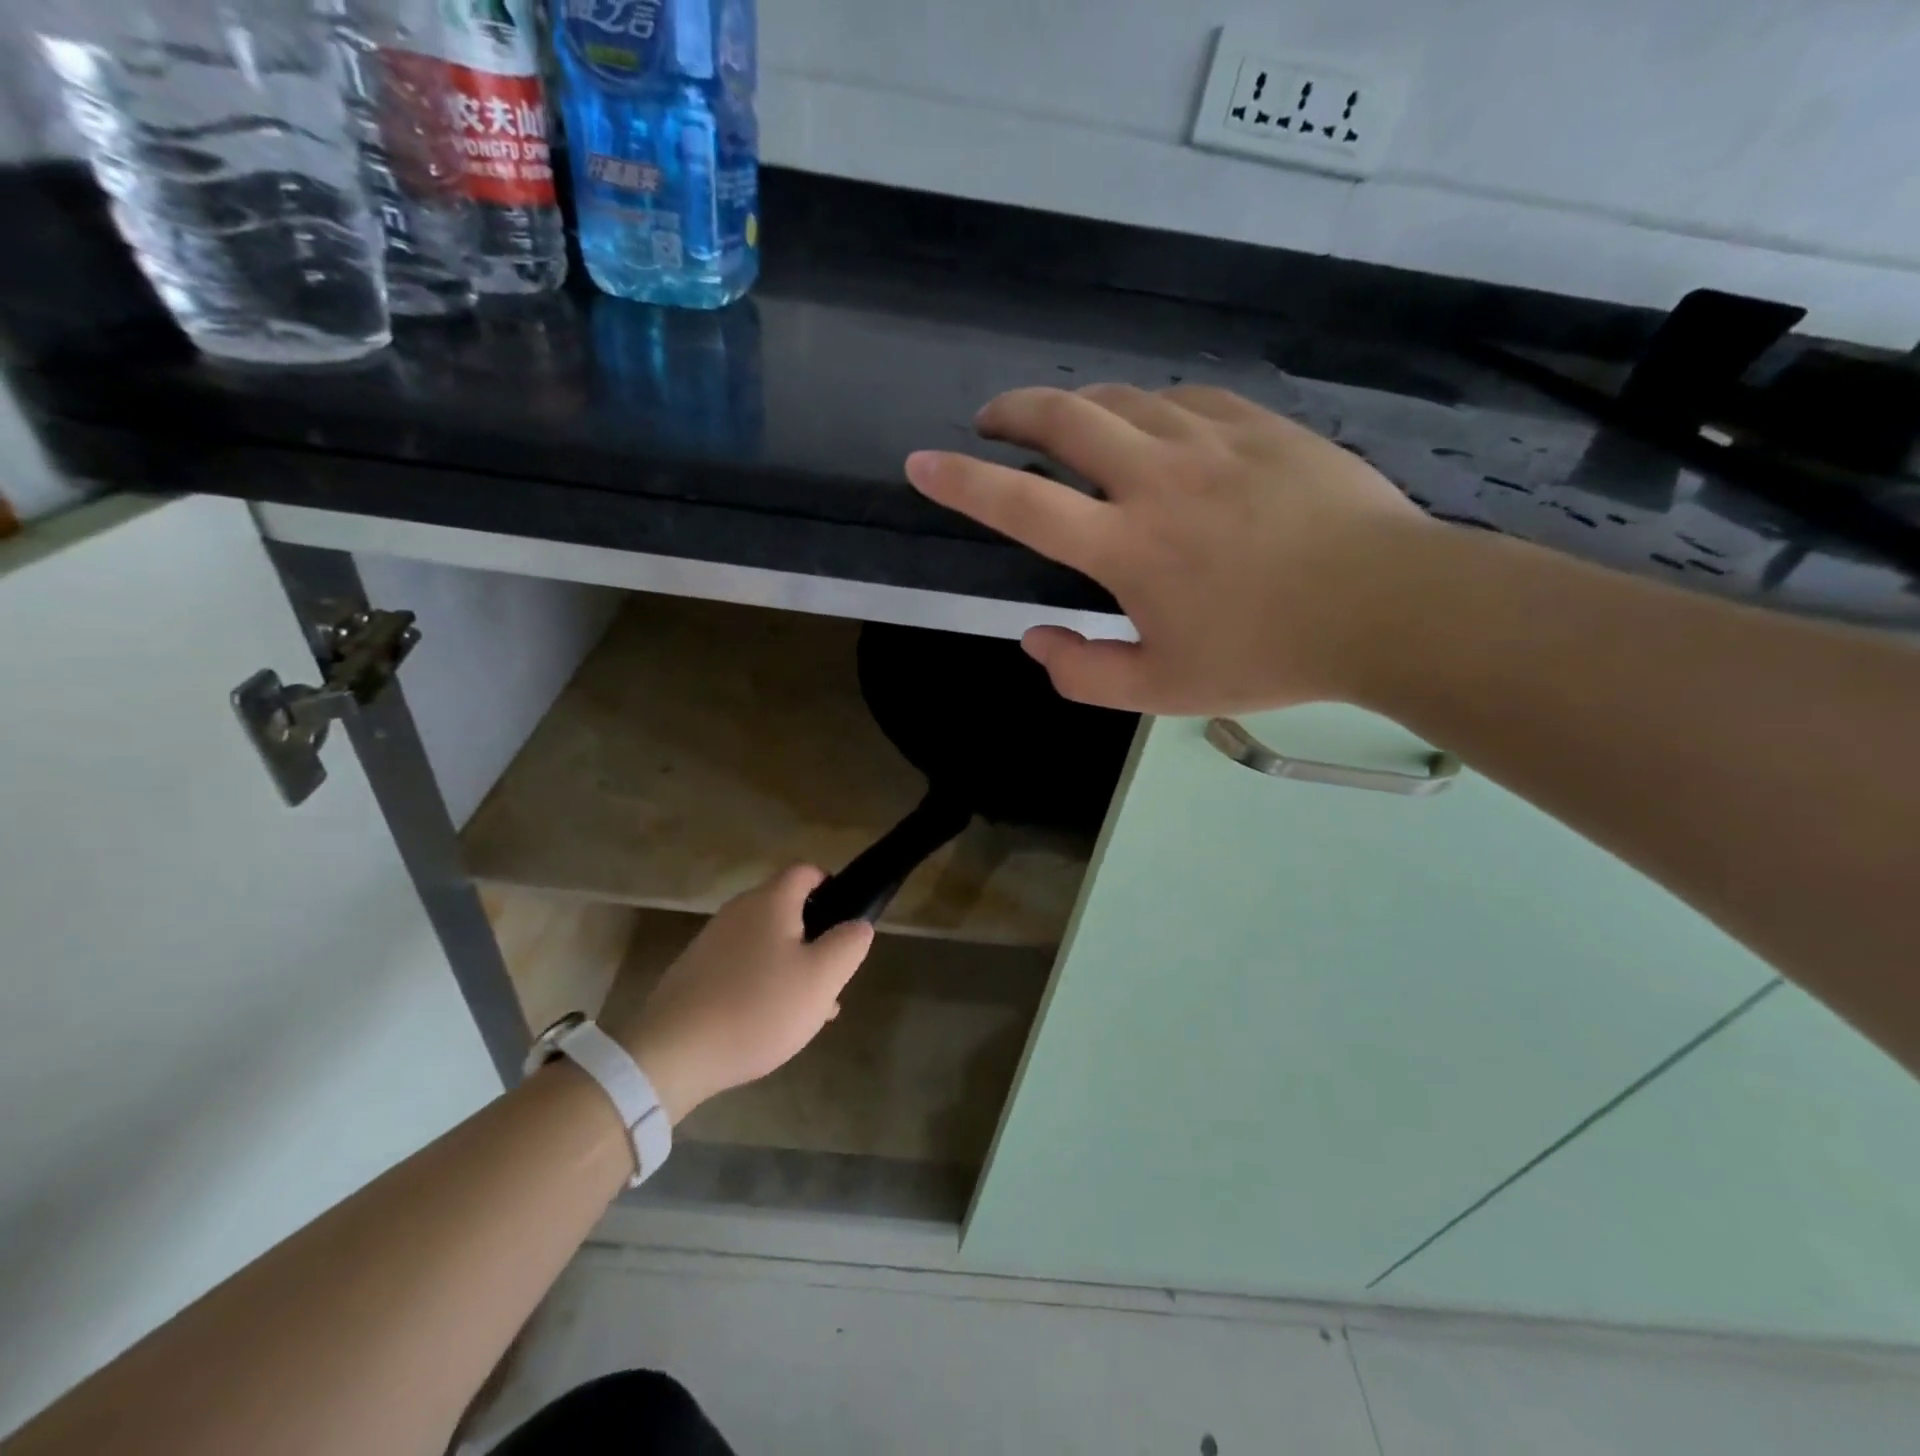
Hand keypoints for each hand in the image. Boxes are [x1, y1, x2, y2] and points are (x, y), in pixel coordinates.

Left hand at [601, 867, 874, 1122]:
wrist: (672, 1053)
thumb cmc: (757, 1008)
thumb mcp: (822, 978)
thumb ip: (849, 944)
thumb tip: (858, 925)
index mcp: (770, 901)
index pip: (806, 872)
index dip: (832, 889)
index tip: (845, 924)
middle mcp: (738, 910)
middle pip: (787, 909)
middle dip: (814, 939)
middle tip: (829, 978)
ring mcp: (711, 941)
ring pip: (766, 942)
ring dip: (790, 966)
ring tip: (805, 1011)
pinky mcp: (694, 972)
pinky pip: (740, 966)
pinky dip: (761, 983)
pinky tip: (767, 1022)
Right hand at [906, 384, 1437, 714]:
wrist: (1387, 606)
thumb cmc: (1267, 655)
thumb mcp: (1163, 691)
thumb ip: (1084, 674)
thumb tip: (1034, 640)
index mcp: (1127, 547)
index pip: (1022, 506)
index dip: (961, 483)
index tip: (921, 462)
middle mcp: (1157, 479)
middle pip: (1065, 418)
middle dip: (1014, 412)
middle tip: (994, 422)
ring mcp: (1212, 442)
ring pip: (1124, 398)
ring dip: (1081, 408)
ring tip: (1069, 428)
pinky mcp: (1259, 425)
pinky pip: (1184, 399)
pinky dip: (1149, 408)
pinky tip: (1154, 427)